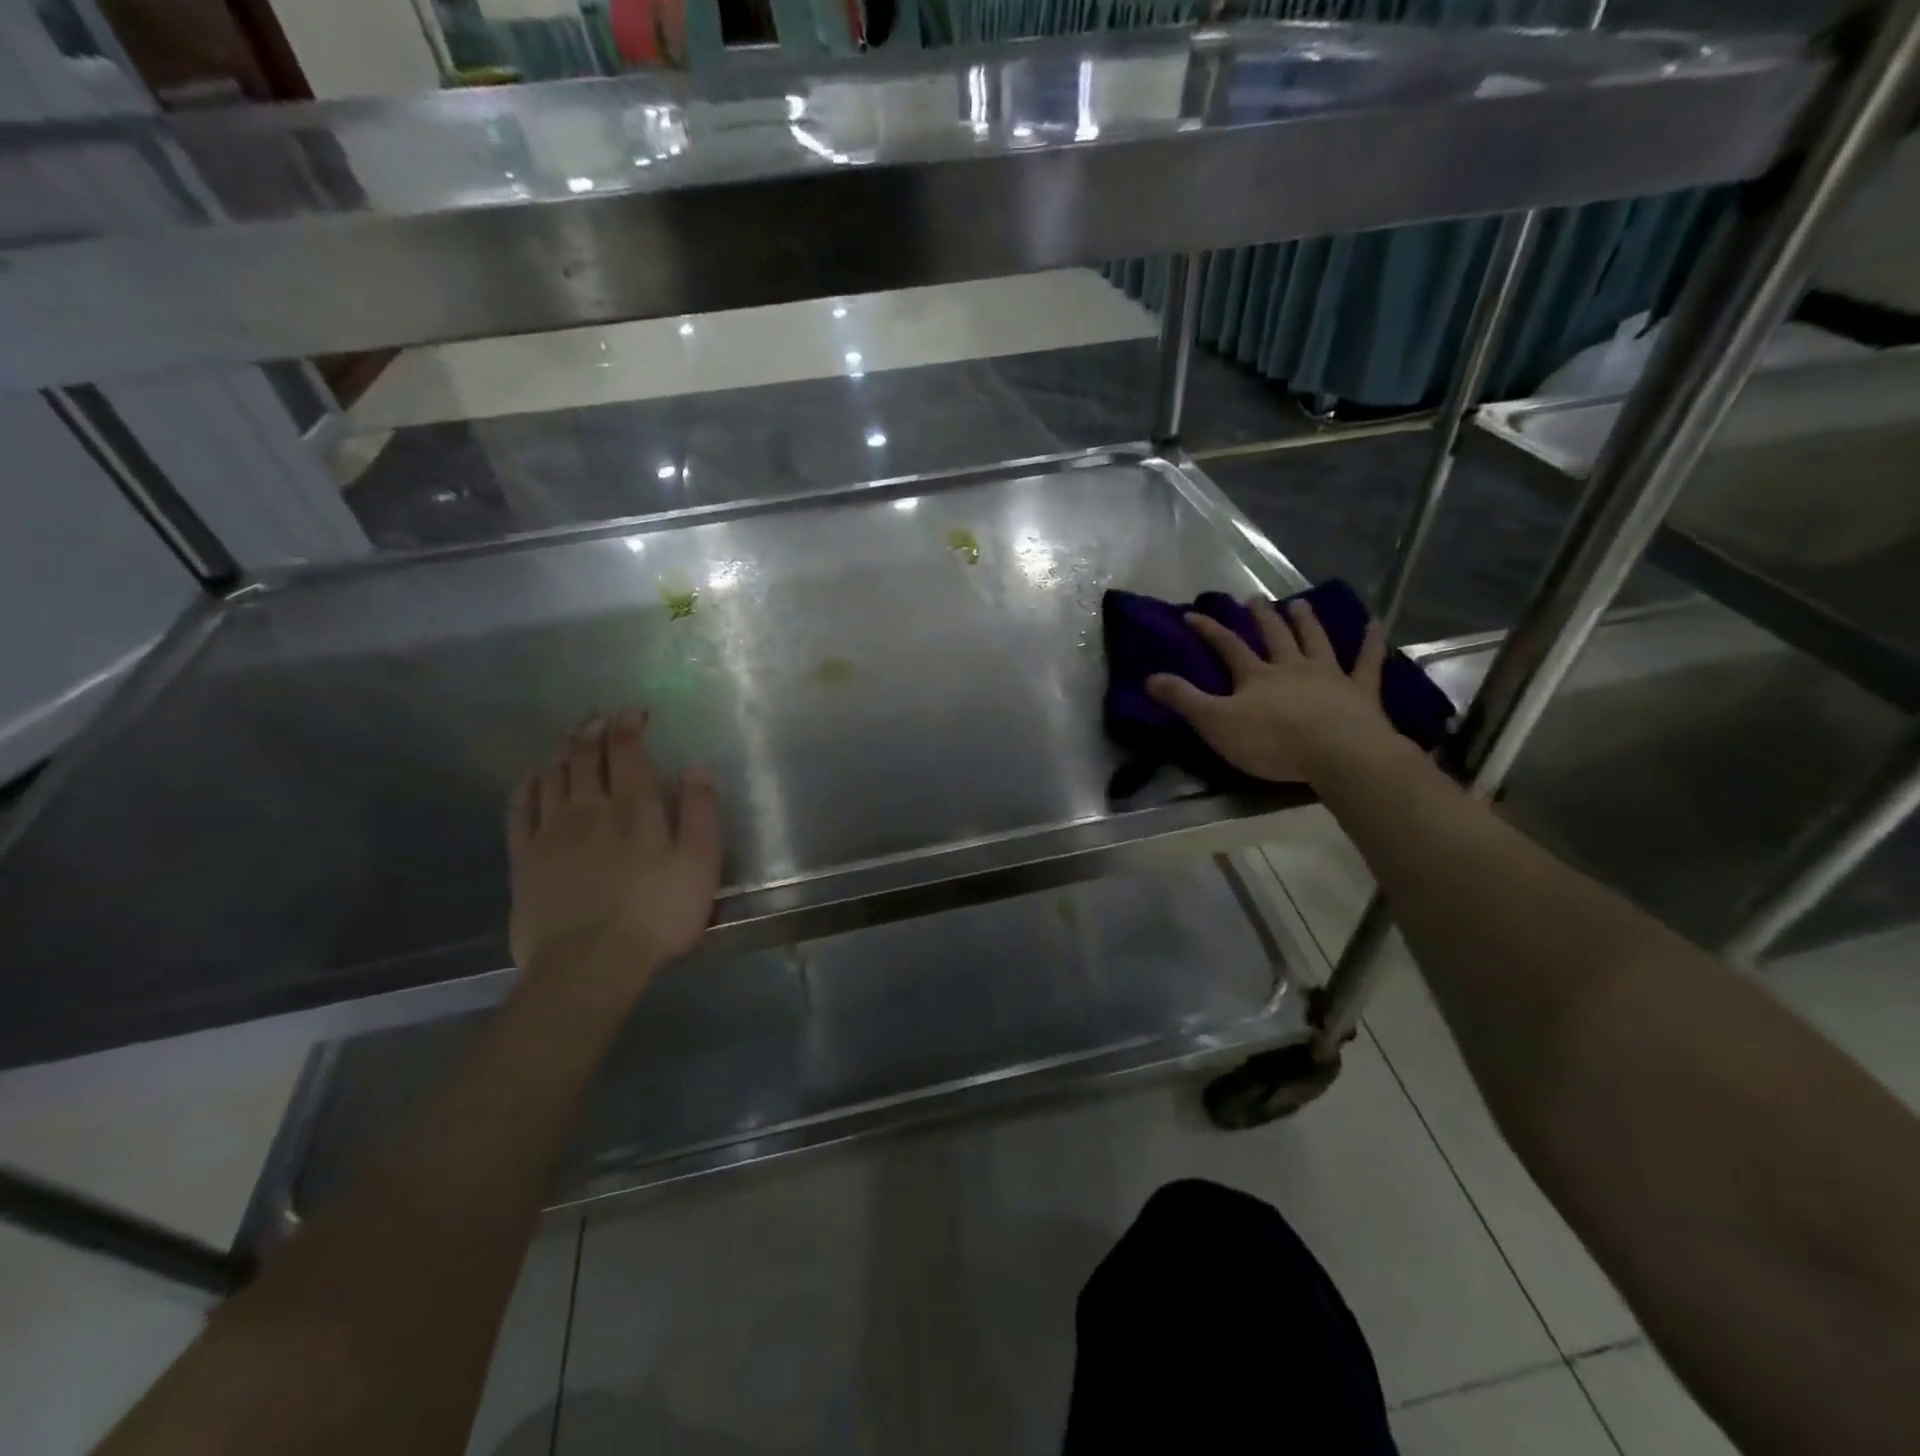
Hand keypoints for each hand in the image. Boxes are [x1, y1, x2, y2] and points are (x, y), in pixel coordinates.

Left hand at [507, 709, 721, 998]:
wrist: (590, 966)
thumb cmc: (658, 915)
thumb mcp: (701, 864)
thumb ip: (701, 811)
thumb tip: (696, 766)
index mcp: (634, 808)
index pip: (627, 752)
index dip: (629, 726)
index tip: (634, 711)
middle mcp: (588, 809)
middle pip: (585, 757)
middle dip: (594, 731)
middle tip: (600, 716)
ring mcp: (550, 833)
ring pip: (552, 776)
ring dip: (562, 750)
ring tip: (570, 736)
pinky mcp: (524, 860)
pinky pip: (519, 810)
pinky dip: (527, 786)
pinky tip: (533, 777)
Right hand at [1147, 598, 1403, 786]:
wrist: (1338, 753)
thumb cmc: (1273, 742)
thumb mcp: (1216, 724)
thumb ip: (1184, 700)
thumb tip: (1149, 677)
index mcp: (1256, 676)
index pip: (1227, 646)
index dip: (1208, 630)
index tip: (1192, 614)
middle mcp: (1291, 667)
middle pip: (1274, 636)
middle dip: (1261, 617)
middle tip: (1253, 599)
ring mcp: (1329, 675)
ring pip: (1315, 640)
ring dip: (1305, 621)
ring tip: (1298, 603)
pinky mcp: (1361, 690)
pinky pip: (1368, 660)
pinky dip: (1372, 641)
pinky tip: (1376, 622)